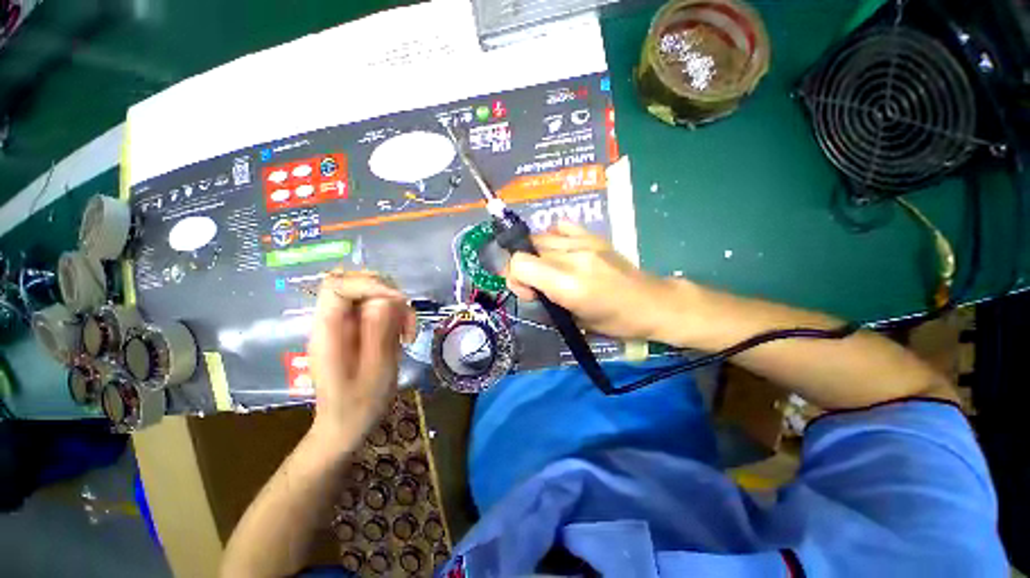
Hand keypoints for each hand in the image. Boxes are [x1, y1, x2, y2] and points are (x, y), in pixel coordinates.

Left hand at [307, 271, 416, 444]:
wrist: (347, 425)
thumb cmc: (359, 405)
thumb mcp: (376, 370)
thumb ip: (379, 332)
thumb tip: (387, 299)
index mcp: (327, 330)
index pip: (338, 285)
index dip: (370, 284)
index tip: (399, 301)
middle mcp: (332, 320)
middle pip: (355, 282)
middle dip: (387, 292)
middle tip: (405, 317)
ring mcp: (344, 324)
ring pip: (371, 292)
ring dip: (396, 305)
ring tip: (407, 332)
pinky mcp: (358, 329)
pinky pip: (379, 307)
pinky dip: (397, 315)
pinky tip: (404, 334)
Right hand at [504, 221, 678, 340]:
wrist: (653, 303)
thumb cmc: (616, 322)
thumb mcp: (576, 321)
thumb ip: (547, 299)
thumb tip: (529, 286)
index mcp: (568, 284)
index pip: (520, 263)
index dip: (515, 278)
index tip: (528, 293)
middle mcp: (573, 257)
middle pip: (527, 247)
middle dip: (523, 267)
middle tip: (536, 285)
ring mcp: (584, 242)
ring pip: (540, 236)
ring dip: (536, 253)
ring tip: (548, 269)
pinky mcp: (594, 236)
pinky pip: (561, 226)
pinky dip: (553, 237)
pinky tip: (561, 251)